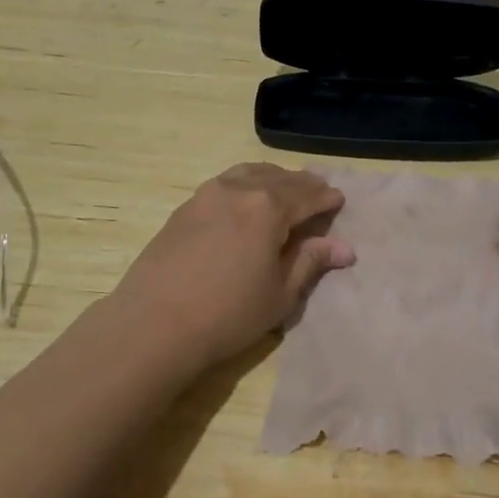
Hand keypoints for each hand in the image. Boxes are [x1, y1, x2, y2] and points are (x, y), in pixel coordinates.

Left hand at [107, 163, 353, 372]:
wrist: (154, 324)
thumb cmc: (228, 314)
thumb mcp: (280, 293)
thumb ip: (310, 262)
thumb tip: (344, 247)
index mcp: (269, 207)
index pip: (307, 195)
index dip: (326, 198)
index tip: (340, 199)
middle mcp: (239, 189)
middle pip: (280, 179)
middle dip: (303, 185)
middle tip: (318, 192)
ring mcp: (208, 194)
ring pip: (250, 174)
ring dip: (273, 179)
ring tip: (284, 190)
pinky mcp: (186, 206)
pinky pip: (226, 182)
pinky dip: (246, 184)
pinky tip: (246, 201)